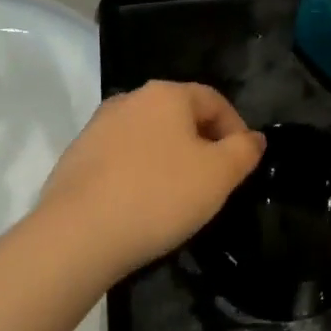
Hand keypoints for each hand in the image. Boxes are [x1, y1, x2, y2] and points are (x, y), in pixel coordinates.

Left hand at [37, 81, 264, 285]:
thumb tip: (254, 138)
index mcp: (167, 94)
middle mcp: (131, 99)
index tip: (243, 164)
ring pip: (149, 136)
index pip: (214, 100)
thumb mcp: (218, 175)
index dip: (236, 129)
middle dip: (202, 143)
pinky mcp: (76, 157)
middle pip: (180, 115)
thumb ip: (243, 151)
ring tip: (178, 196)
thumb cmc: (158, 196)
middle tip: (214, 181)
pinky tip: (140, 205)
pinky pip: (121, 158)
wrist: (75, 236)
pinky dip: (138, 173)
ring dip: (169, 158)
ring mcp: (98, 127)